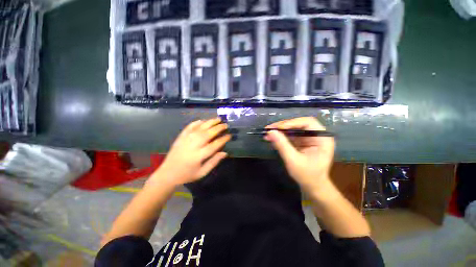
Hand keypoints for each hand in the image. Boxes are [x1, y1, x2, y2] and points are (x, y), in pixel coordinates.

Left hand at [153, 118, 230, 185]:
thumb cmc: (187, 175)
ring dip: (209, 122)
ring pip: (200, 128)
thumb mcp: (202, 173)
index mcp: (198, 156)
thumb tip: (225, 153)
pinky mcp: (180, 137)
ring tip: (218, 119)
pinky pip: (189, 127)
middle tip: (225, 125)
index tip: (229, 135)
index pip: (214, 145)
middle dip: (218, 128)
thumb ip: (214, 162)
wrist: (167, 174)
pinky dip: (196, 123)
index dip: (223, 139)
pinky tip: (203, 121)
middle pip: (207, 134)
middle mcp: (192, 145)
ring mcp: (185, 140)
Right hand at [264, 117, 334, 192]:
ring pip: (292, 129)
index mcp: (322, 138)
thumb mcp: (293, 161)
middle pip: (299, 124)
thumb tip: (270, 132)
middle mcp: (316, 135)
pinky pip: (290, 135)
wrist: (312, 186)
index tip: (278, 128)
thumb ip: (282, 145)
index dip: (292, 123)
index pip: (308, 123)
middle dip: (283, 126)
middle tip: (269, 129)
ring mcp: (308, 138)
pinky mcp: (301, 142)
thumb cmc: (307, 176)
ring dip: (279, 131)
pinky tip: (271, 138)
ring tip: (267, 133)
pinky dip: (280, 136)